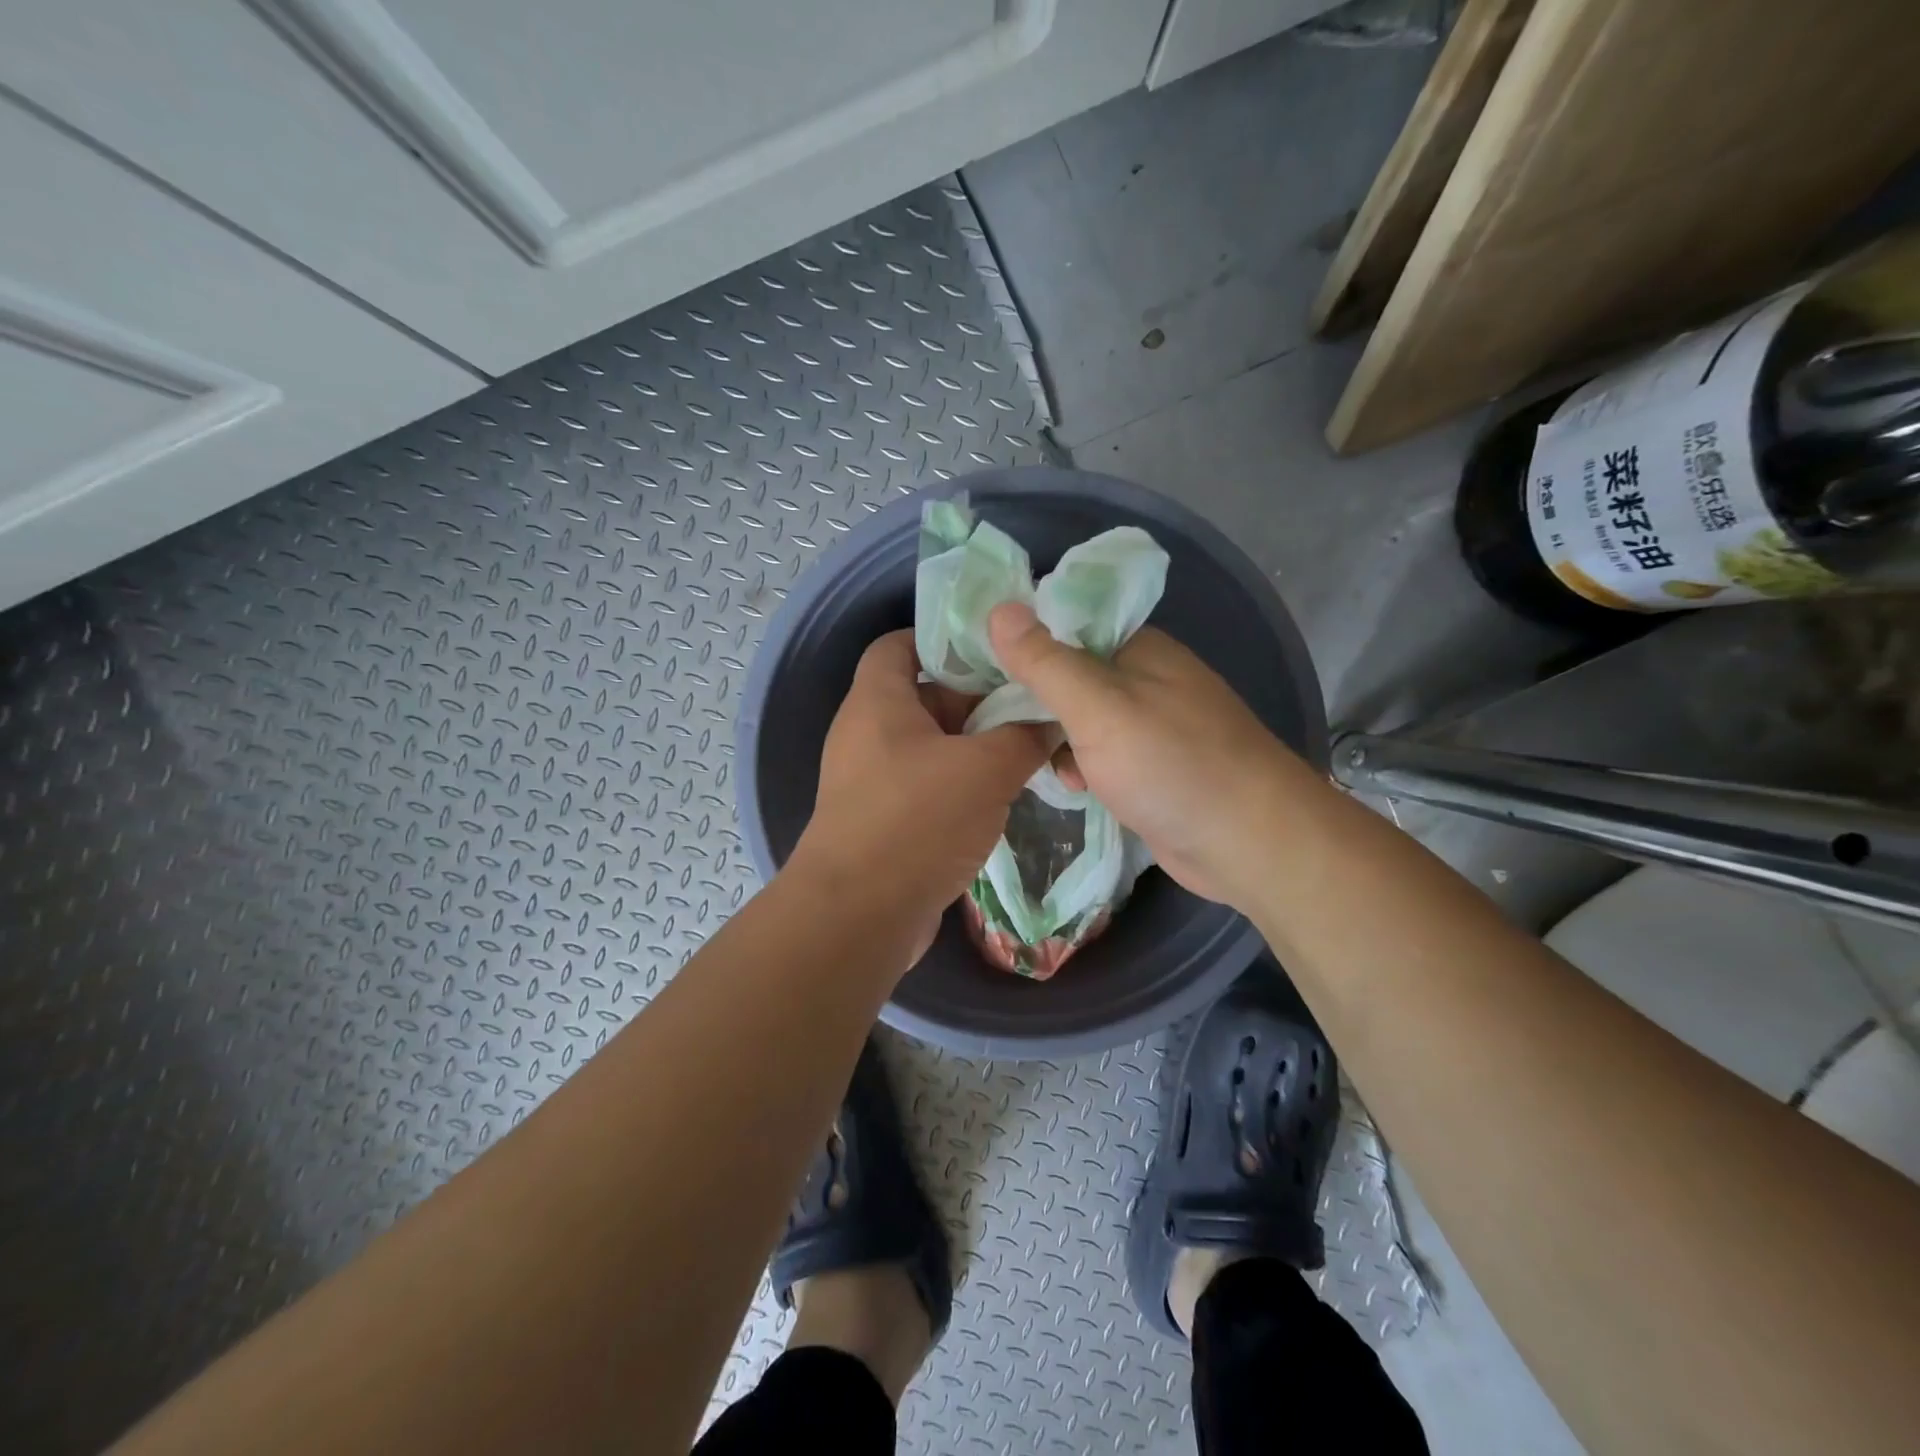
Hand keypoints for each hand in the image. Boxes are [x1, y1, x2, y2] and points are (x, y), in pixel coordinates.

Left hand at [794, 630, 1049, 953]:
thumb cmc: (917, 821)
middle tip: (1030, 704)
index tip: (996, 649)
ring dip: (976, 747)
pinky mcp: (882, 820)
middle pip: (925, 695)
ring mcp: (871, 779)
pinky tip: (1002, 795)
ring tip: (1029, 749)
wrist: (858, 916)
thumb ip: (1024, 737)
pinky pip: (926, 785)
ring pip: (931, 745)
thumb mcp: (985, 769)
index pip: (900, 643)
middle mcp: (867, 732)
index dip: (944, 638)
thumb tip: (1052, 721)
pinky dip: (960, 784)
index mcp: (878, 700)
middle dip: (978, 699)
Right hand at [987, 602, 1293, 908]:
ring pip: (1081, 720)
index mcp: (1136, 648)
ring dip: (1056, 740)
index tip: (977, 673)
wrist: (1251, 843)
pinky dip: (1082, 767)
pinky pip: (1101, 755)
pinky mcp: (1153, 768)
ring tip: (1040, 763)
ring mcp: (1151, 725)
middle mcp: (1144, 679)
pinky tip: (1073, 787)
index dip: (1020, 645)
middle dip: (1034, 702)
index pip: (1063, 628)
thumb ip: (1046, 662)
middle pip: (1069, 676)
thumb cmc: (1171, 764)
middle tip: (995, 726)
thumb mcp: (1098, 708)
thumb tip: (999, 607)